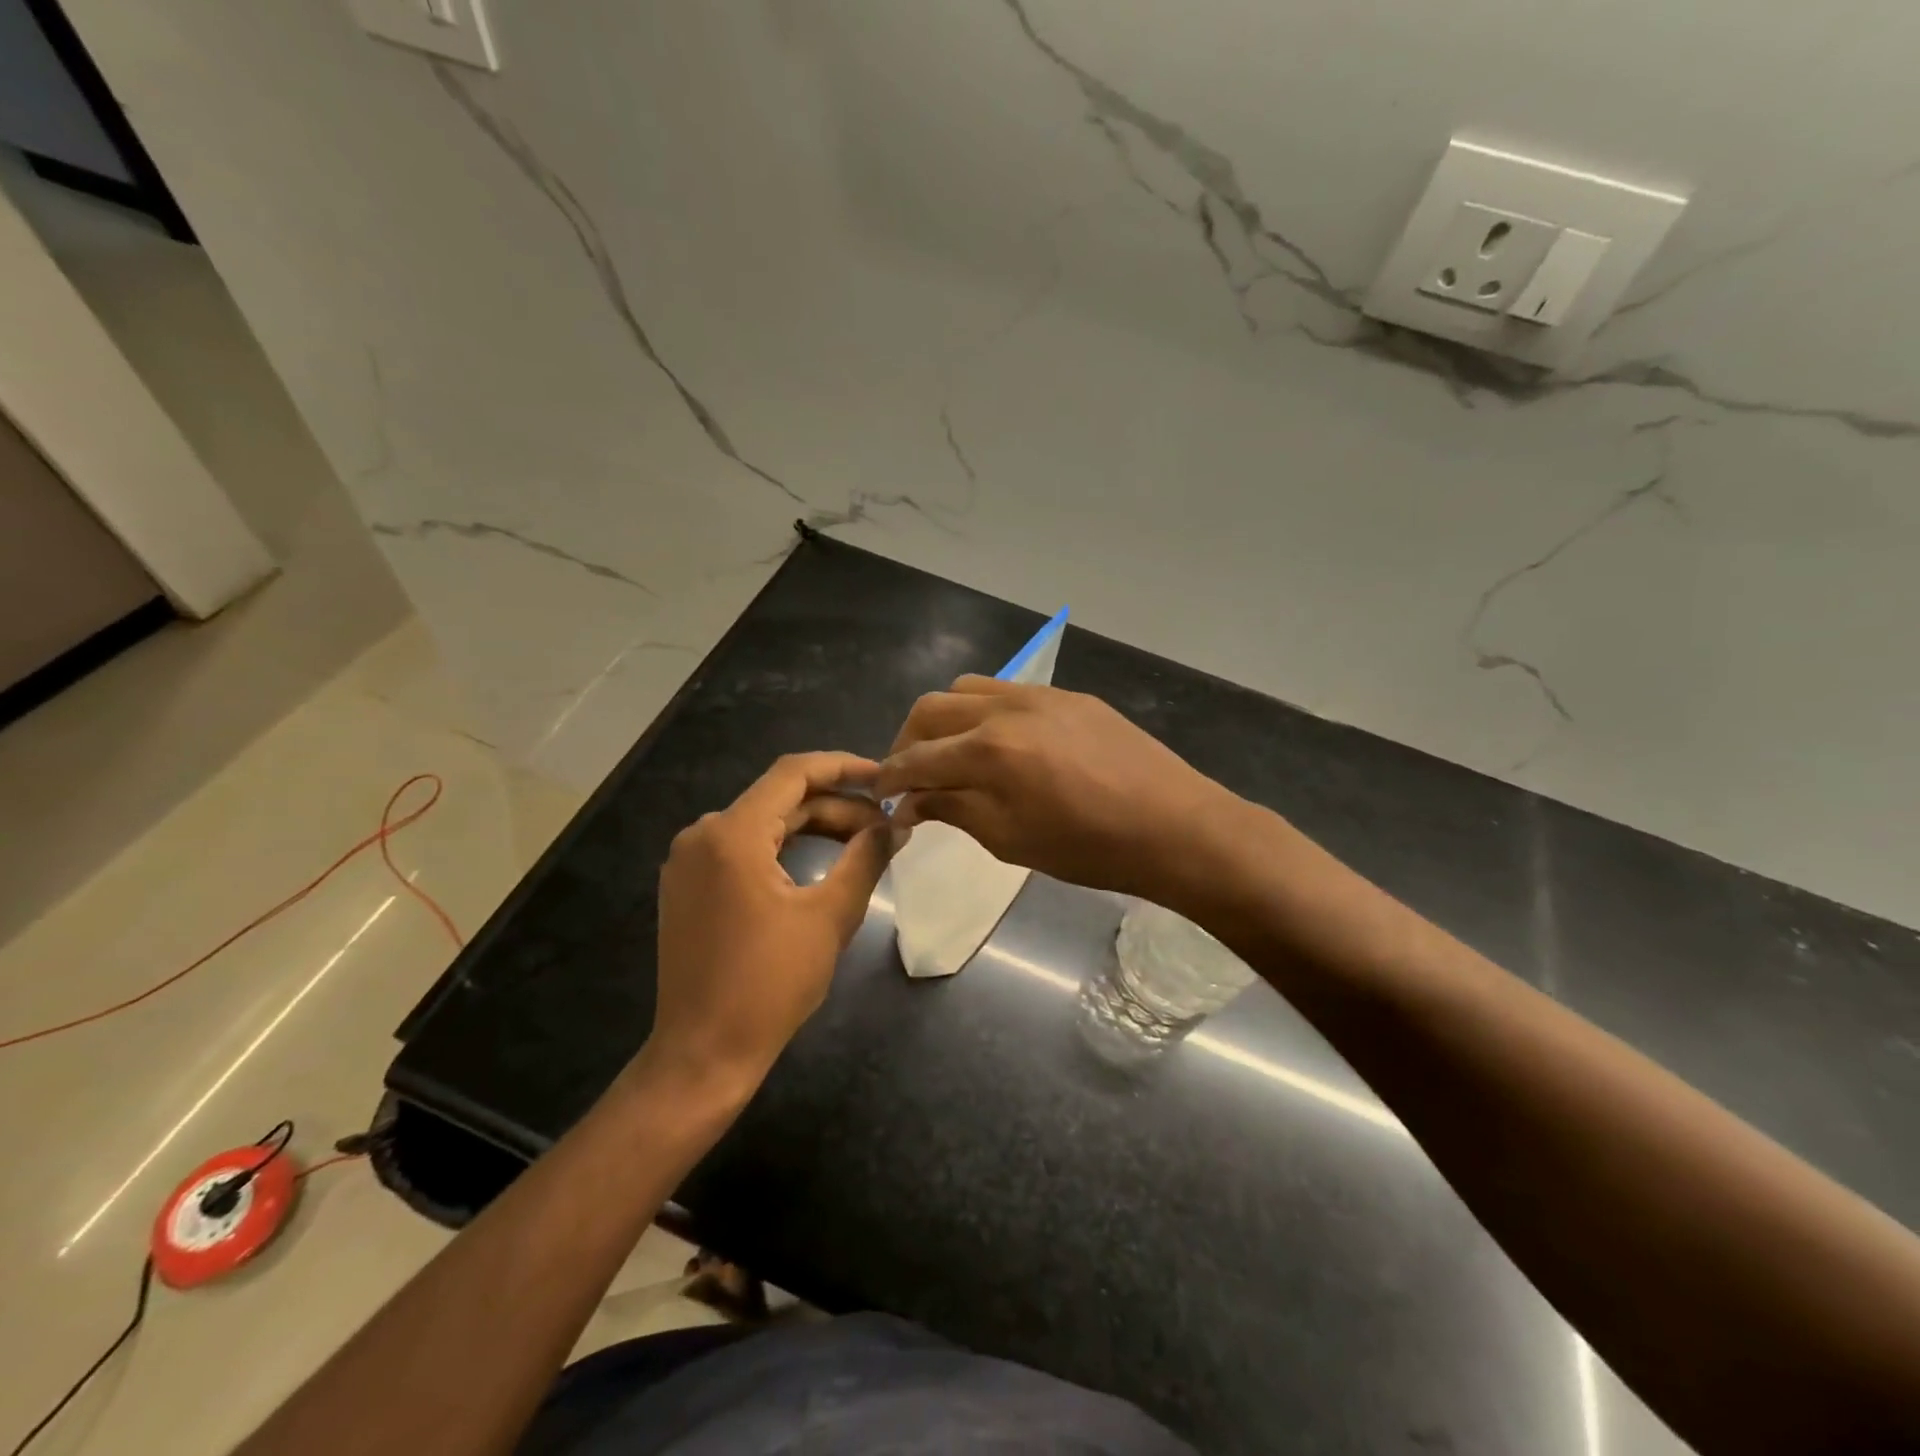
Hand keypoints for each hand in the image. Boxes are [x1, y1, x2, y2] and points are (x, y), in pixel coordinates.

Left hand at [641, 752, 890, 1100]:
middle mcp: (702, 834)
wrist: (703, 1053)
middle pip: (780, 798)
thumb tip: (896, 824)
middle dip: (836, 806)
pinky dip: (784, 847)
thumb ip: (866, 858)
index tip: (884, 778)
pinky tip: (819, 862)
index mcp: (732, 834)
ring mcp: (688, 860)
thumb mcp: (830, 916)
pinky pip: (742, 848)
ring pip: (762, 823)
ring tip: (861, 843)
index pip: (794, 773)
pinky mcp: (687, 885)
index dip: (844, 768)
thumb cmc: (770, 985)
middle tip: (884, 825)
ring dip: (812, 826)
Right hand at [873, 677, 1239, 906]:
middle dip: (909, 741)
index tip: (882, 796)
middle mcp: (1006, 708)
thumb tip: (913, 801)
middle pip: (932, 709)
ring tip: (952, 753)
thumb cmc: (1088, 848)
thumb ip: (954, 810)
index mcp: (988, 751)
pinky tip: (1001, 742)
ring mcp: (1040, 695)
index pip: (917, 758)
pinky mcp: (1069, 695)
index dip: (891, 778)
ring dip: (946, 718)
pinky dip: (986, 712)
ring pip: (968, 689)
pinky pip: (1009, 690)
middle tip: (911, 775)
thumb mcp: (1010, 840)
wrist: (1173, 826)